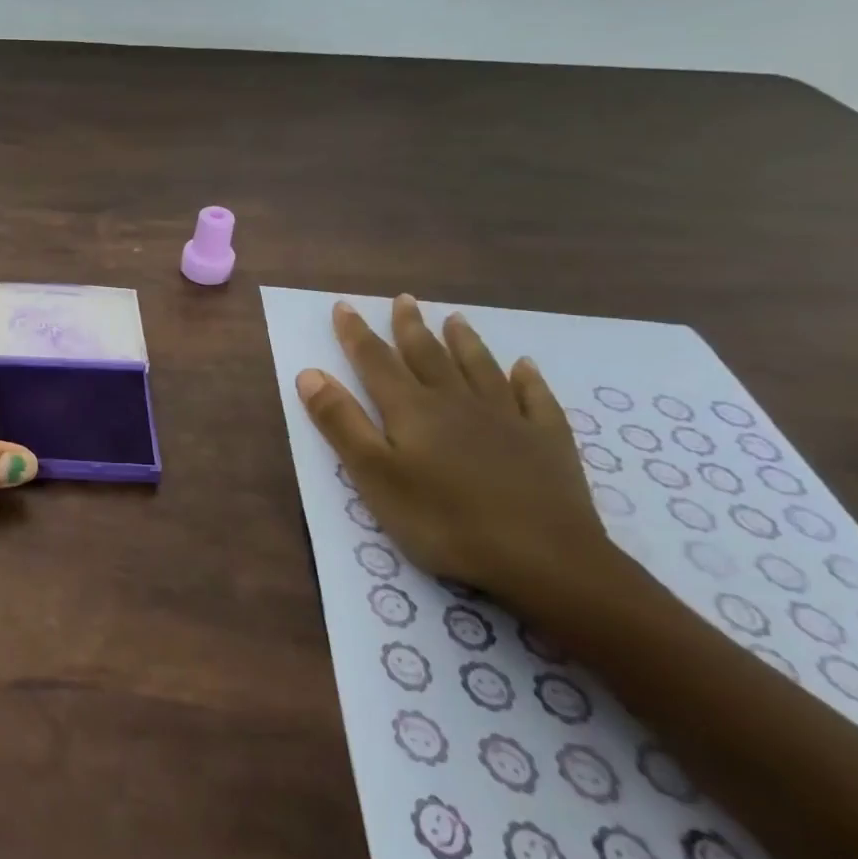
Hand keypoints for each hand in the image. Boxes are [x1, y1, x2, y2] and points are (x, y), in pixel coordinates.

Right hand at [296, 295, 614, 598]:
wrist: (544, 559)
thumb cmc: (443, 520)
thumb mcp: (374, 475)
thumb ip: (341, 422)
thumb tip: (310, 373)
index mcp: (412, 410)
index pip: (376, 361)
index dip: (356, 333)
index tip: (344, 305)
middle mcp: (456, 403)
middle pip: (429, 356)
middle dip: (411, 327)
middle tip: (405, 299)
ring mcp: (507, 420)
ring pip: (480, 369)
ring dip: (465, 342)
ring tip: (455, 317)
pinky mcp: (547, 443)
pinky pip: (536, 400)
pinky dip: (528, 380)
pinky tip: (526, 367)